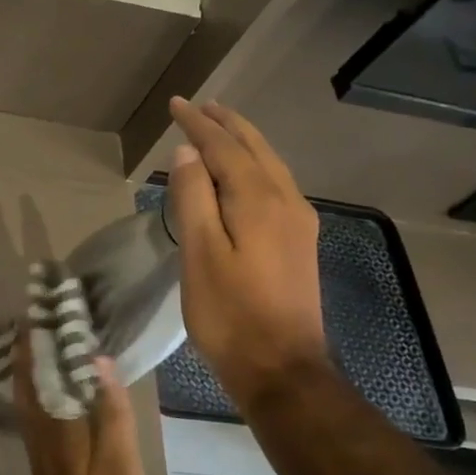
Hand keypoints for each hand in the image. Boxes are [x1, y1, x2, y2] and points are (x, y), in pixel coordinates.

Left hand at [9, 331, 163, 474]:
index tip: (34, 306)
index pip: (33, 373)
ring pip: (35, 403)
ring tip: (54, 343)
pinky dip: (52, 397)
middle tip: (44, 316)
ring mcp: (46, 462)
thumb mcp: (122, 471)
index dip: (31, 339)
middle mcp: (41, 442)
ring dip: (40, 370)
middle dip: (32, 349)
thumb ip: (110, 416)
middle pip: (29, 384)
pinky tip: (68, 396)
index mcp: (53, 434)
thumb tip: (95, 360)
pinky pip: (46, 422)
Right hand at [166, 97, 330, 405]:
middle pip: (255, 148)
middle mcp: (286, 201)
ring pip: (270, 165)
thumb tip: (189, 152)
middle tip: (201, 105)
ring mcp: (298, 223)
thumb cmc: (231, 314)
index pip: (224, 147)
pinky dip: (255, 165)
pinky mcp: (299, 243)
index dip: (198, 124)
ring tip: (221, 127)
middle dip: (227, 124)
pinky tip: (245, 173)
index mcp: (259, 200)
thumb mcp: (201, 254)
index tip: (176, 104)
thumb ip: (195, 198)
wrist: (283, 370)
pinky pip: (276, 184)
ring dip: (244, 141)